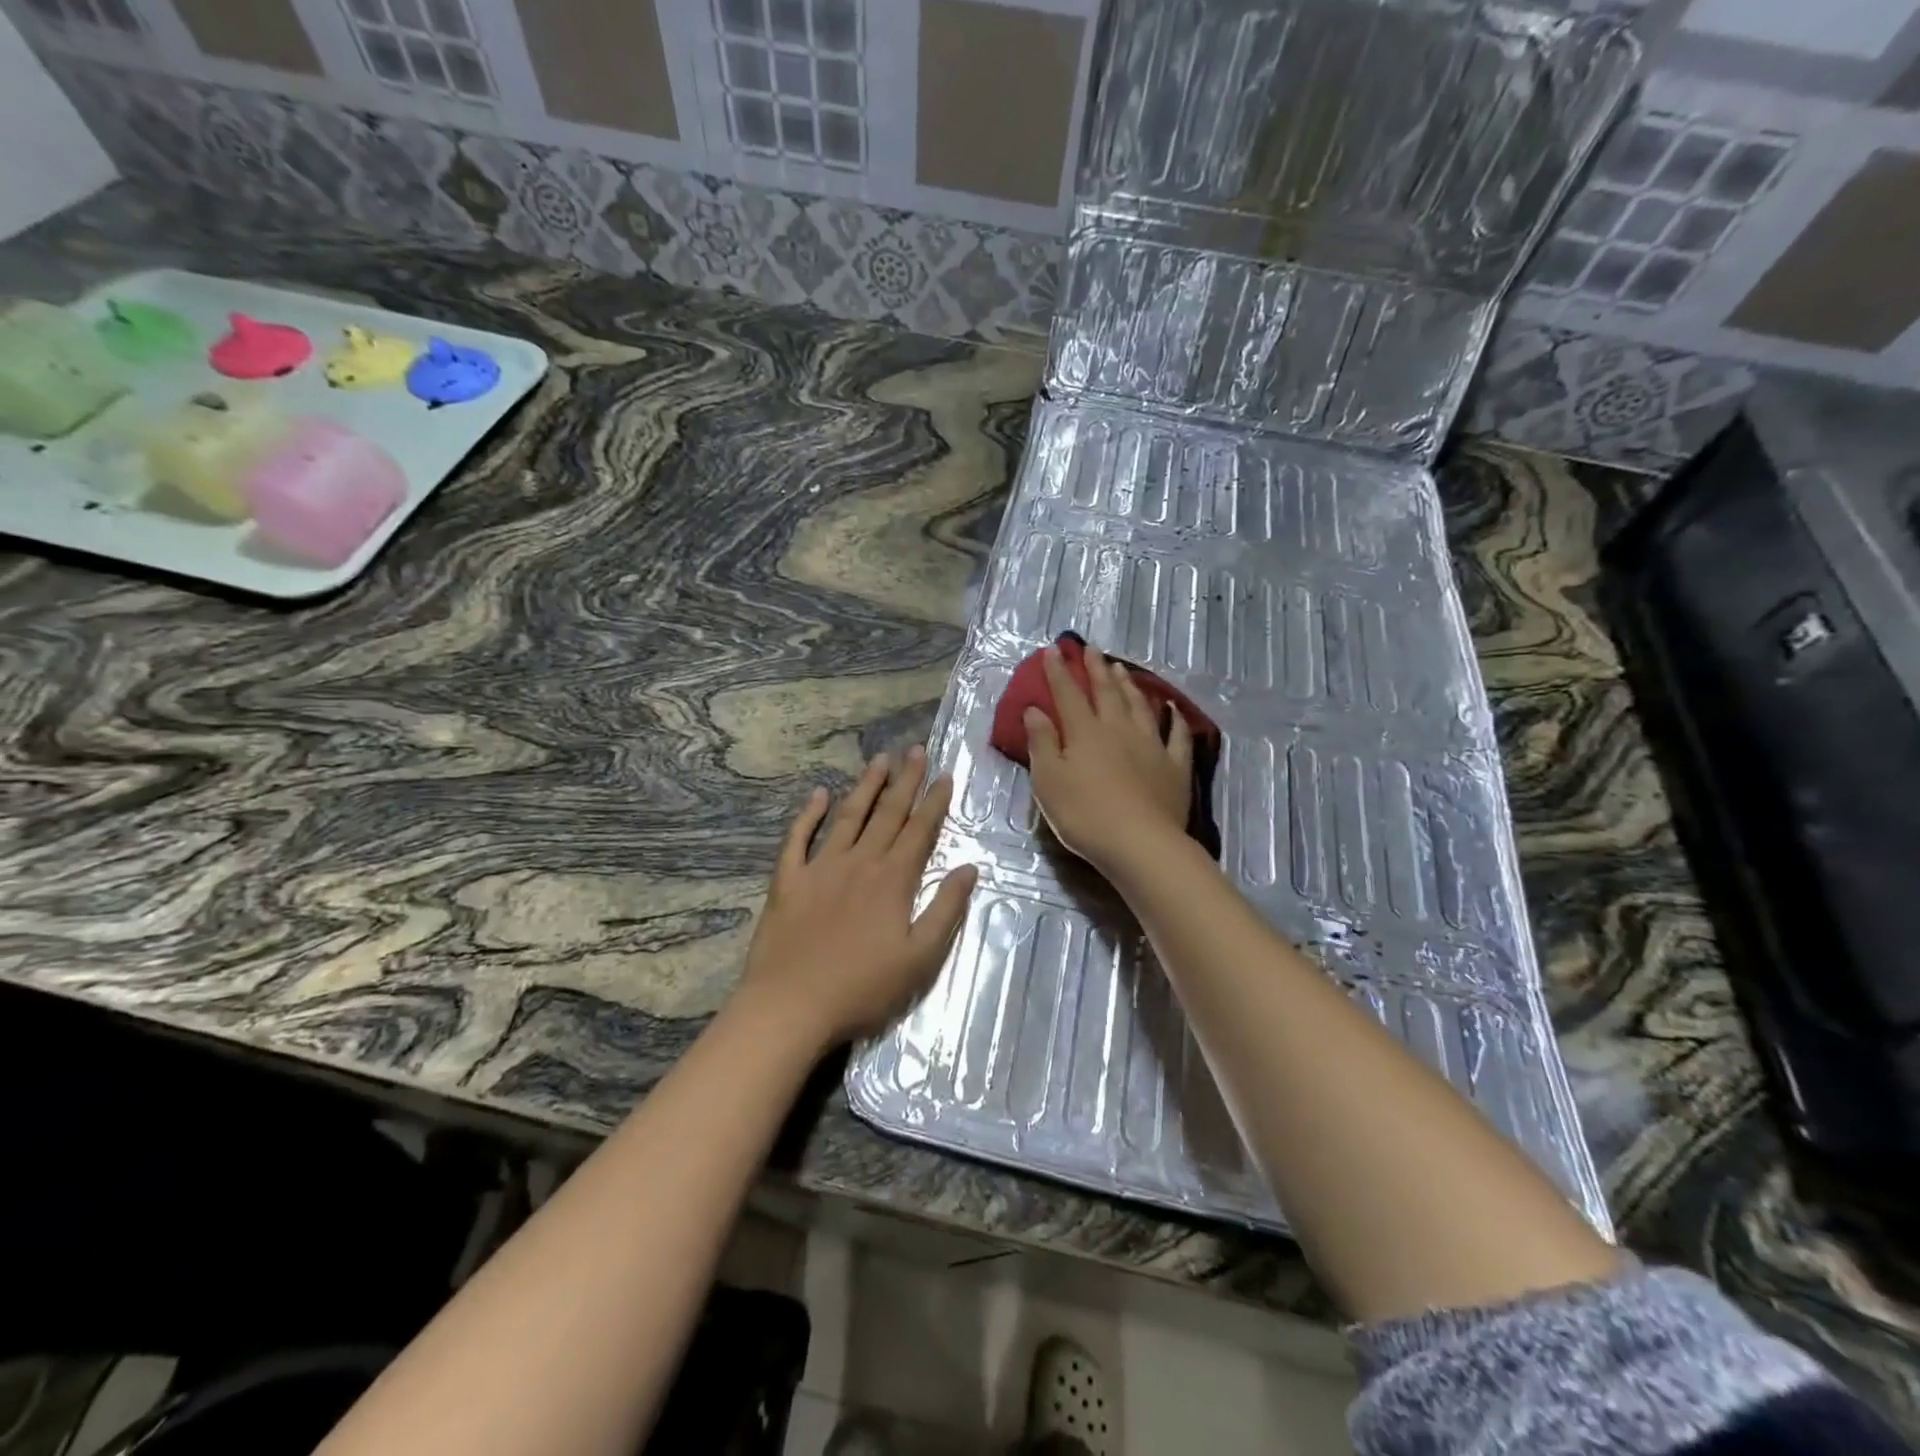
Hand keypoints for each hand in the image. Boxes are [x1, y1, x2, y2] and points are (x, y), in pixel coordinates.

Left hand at [740, 747, 976, 1052]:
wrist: (790, 1006)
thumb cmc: (862, 988)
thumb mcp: (920, 958)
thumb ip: (946, 910)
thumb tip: (968, 868)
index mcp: (892, 880)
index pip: (919, 831)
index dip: (934, 802)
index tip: (945, 775)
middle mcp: (859, 862)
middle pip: (886, 813)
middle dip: (904, 780)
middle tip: (914, 750)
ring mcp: (820, 867)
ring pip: (847, 816)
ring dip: (865, 786)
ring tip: (879, 760)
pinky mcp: (787, 880)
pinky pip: (797, 838)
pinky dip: (807, 814)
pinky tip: (817, 794)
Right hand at [1024, 644, 1191, 873]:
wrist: (1140, 843)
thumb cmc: (1084, 815)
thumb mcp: (1048, 781)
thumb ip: (1041, 743)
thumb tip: (1034, 709)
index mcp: (1085, 732)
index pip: (1068, 694)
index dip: (1058, 672)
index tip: (1052, 650)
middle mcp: (1118, 729)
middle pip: (1106, 692)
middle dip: (1096, 669)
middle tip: (1091, 649)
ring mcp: (1151, 745)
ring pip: (1139, 706)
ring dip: (1129, 685)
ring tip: (1122, 669)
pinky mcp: (1175, 766)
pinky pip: (1176, 735)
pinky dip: (1173, 718)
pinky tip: (1170, 708)